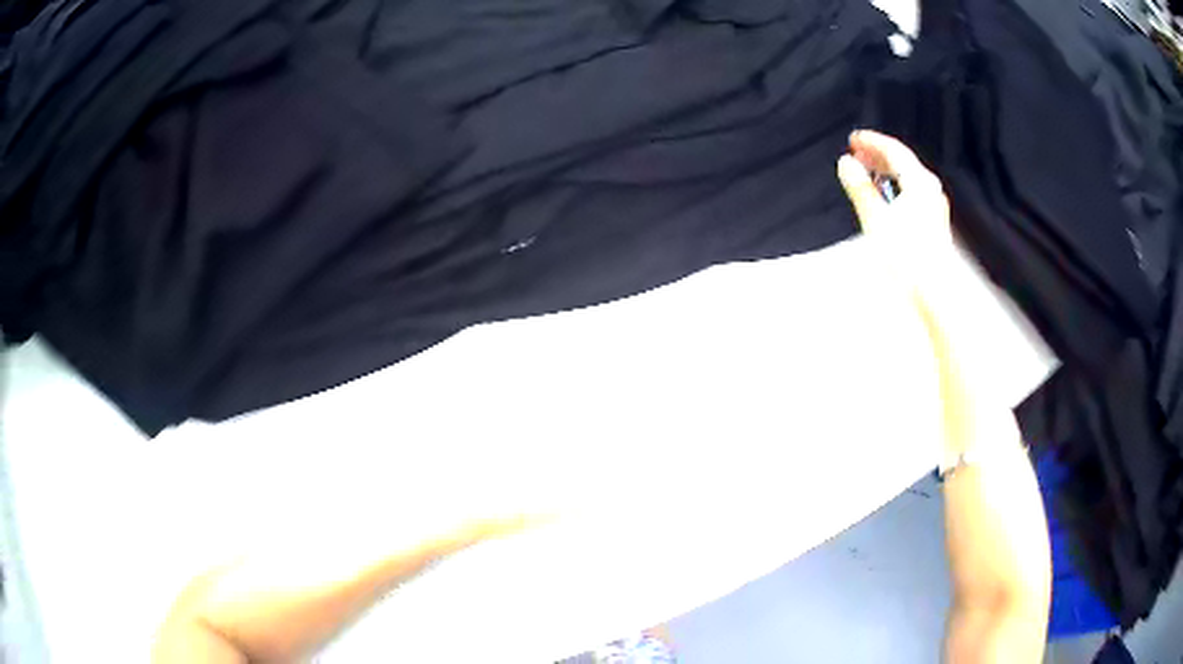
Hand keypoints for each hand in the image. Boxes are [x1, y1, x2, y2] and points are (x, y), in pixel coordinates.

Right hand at [837, 130, 955, 300]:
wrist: (934, 292)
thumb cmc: (907, 257)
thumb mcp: (876, 219)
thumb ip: (860, 188)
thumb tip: (846, 163)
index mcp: (920, 183)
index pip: (894, 151)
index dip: (872, 142)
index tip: (853, 139)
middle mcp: (931, 191)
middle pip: (903, 163)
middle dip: (878, 156)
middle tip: (857, 154)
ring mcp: (935, 207)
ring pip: (909, 179)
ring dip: (887, 173)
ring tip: (868, 174)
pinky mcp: (934, 224)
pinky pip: (913, 194)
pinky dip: (897, 188)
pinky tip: (886, 198)